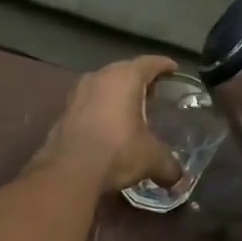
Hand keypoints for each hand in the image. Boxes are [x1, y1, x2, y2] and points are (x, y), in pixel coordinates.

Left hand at [34, 56, 184, 192]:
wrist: (68, 171)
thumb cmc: (117, 152)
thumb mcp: (151, 159)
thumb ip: (168, 164)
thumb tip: (178, 177)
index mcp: (125, 77)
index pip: (149, 63)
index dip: (164, 65)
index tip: (173, 69)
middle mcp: (99, 77)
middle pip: (124, 70)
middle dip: (140, 79)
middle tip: (154, 91)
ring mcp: (78, 93)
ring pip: (103, 85)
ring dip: (117, 93)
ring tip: (131, 107)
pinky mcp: (64, 111)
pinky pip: (89, 102)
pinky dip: (101, 108)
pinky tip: (108, 124)